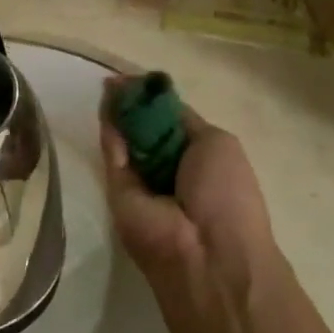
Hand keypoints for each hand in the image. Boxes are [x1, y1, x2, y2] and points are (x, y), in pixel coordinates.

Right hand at [101, 79, 281, 332]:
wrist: (206, 252)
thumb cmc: (226, 194)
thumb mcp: (215, 144)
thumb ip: (179, 121)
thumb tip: (149, 100)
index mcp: (200, 160)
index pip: (171, 124)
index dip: (155, 101)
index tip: (139, 80)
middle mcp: (169, 170)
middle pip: (144, 130)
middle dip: (133, 104)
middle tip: (117, 80)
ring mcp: (142, 184)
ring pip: (125, 142)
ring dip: (118, 114)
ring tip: (109, 84)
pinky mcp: (117, 194)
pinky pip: (113, 157)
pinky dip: (110, 132)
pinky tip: (107, 103)